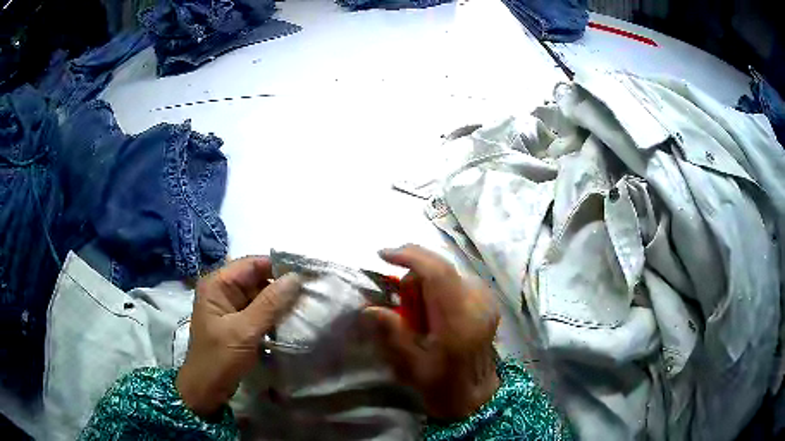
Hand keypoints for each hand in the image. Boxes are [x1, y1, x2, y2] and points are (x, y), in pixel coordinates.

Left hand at [176, 257, 301, 417]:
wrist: (207, 389)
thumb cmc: (220, 358)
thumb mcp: (245, 331)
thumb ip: (270, 303)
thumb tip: (296, 277)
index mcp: (217, 284)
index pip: (252, 264)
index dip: (278, 267)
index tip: (306, 276)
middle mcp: (223, 289)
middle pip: (257, 278)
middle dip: (281, 286)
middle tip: (310, 294)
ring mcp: (230, 307)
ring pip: (261, 295)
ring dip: (280, 302)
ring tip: (305, 307)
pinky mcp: (238, 322)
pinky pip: (260, 311)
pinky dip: (274, 315)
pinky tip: (291, 321)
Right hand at [365, 245, 500, 420]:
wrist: (475, 393)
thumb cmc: (442, 384)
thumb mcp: (412, 365)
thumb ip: (393, 333)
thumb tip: (369, 308)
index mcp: (459, 321)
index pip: (437, 273)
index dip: (410, 257)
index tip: (383, 254)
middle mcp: (477, 303)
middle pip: (440, 267)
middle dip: (413, 276)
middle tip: (403, 307)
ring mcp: (486, 300)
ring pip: (447, 272)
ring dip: (425, 284)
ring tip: (420, 315)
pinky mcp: (488, 300)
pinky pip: (456, 280)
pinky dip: (438, 288)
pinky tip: (433, 311)